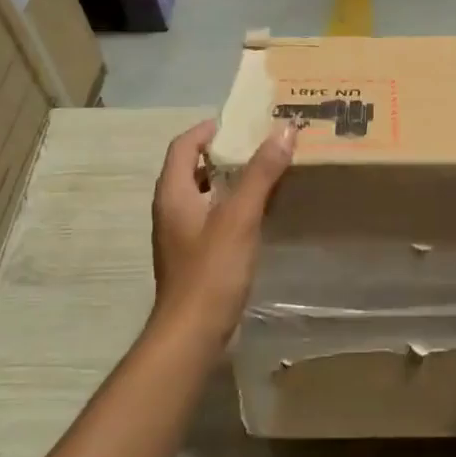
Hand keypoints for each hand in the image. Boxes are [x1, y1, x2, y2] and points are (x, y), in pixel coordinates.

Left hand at [149, 118, 296, 348]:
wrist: (192, 333)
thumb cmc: (211, 271)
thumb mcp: (239, 217)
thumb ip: (261, 173)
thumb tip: (284, 130)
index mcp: (173, 193)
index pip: (183, 145)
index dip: (208, 129)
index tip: (242, 122)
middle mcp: (171, 210)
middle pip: (193, 168)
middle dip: (225, 153)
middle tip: (262, 145)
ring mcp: (181, 235)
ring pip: (204, 194)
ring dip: (231, 180)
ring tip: (266, 174)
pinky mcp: (194, 257)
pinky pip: (213, 218)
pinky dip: (233, 207)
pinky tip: (260, 214)